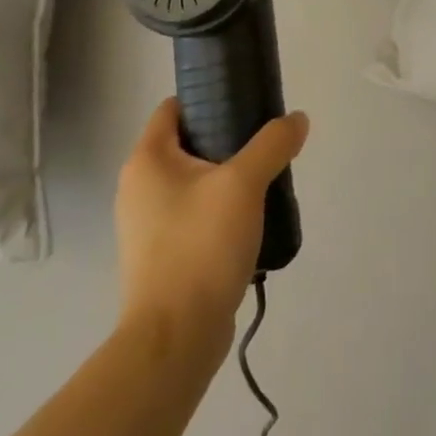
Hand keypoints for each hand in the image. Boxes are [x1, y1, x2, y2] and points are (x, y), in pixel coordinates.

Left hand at [116, 98, 309, 352]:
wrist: (175, 339)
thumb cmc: (200, 247)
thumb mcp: (244, 184)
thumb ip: (272, 144)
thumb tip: (297, 119)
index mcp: (147, 160)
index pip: (173, 108)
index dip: (209, 96)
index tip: (246, 102)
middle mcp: (138, 187)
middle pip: (187, 143)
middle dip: (226, 139)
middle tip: (265, 144)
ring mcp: (147, 226)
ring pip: (193, 182)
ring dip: (227, 178)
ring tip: (264, 183)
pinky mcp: (161, 257)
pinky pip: (194, 216)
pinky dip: (219, 211)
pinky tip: (250, 221)